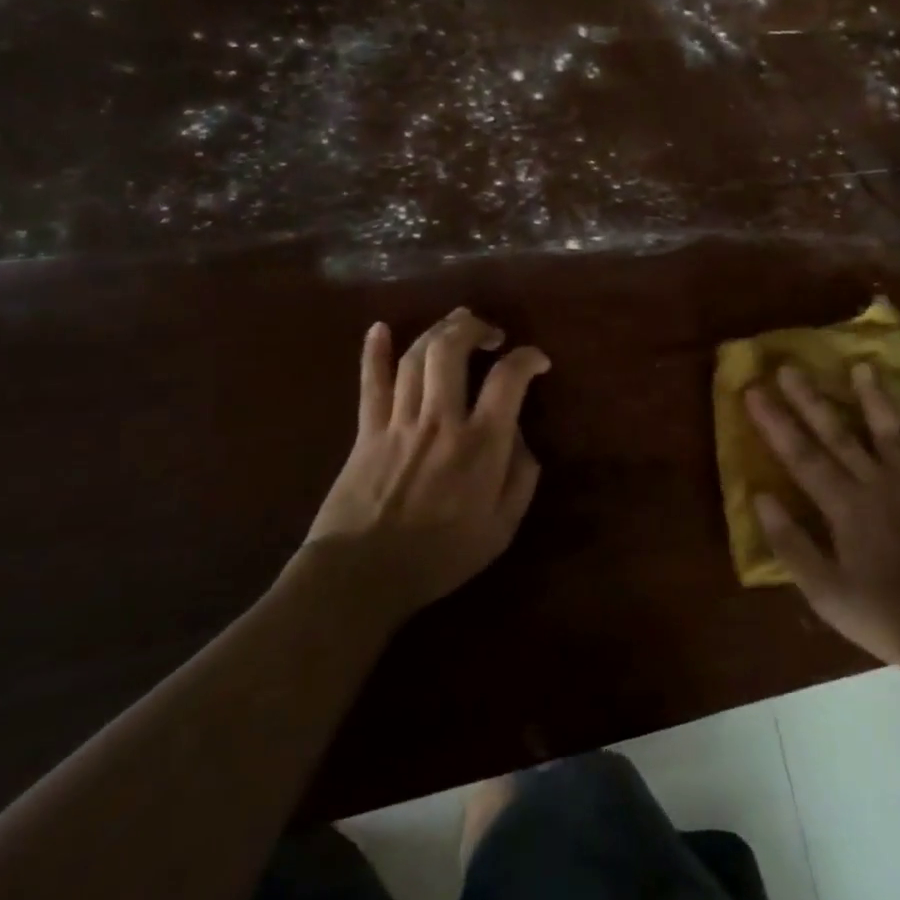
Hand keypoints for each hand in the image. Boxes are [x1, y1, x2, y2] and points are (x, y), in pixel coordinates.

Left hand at [304, 308, 549, 626]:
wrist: (361, 576)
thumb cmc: (440, 557)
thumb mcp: (501, 528)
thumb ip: (521, 478)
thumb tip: (522, 439)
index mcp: (480, 443)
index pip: (508, 378)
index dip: (528, 358)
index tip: (538, 360)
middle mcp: (440, 419)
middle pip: (452, 350)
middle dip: (474, 328)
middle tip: (491, 332)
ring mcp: (399, 421)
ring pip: (416, 357)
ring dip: (438, 330)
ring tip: (456, 323)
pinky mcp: (366, 431)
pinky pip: (371, 383)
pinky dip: (374, 352)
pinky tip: (379, 328)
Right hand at [745, 364, 899, 668]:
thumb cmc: (883, 617)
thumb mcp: (824, 592)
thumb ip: (790, 543)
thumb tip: (760, 497)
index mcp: (844, 507)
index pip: (800, 455)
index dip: (774, 422)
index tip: (754, 390)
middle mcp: (877, 485)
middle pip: (838, 434)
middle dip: (810, 399)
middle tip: (791, 366)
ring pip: (890, 433)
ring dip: (874, 398)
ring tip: (863, 366)